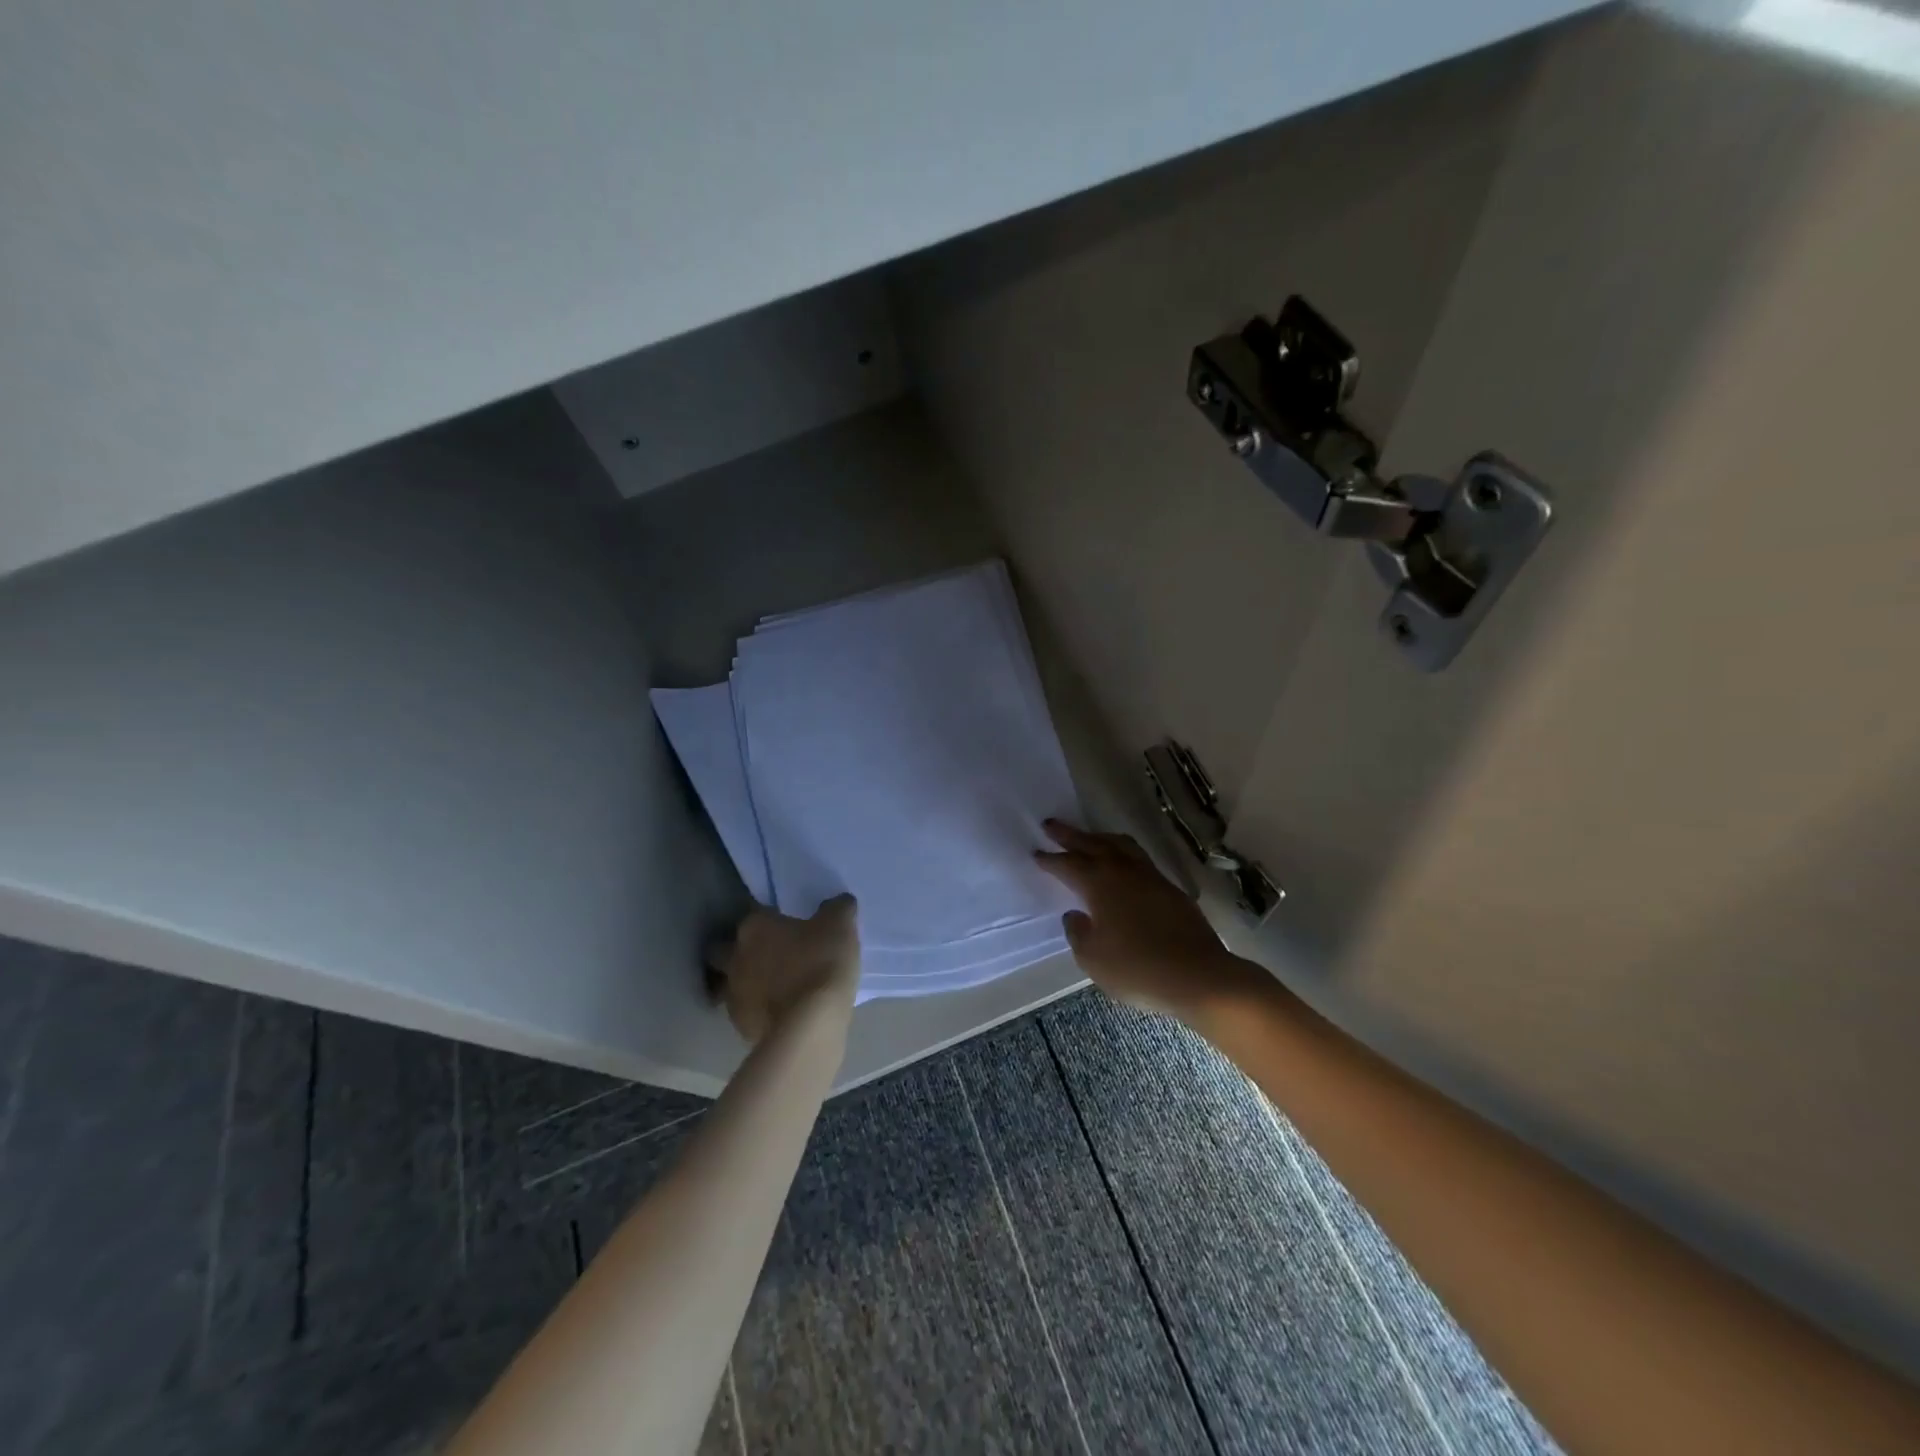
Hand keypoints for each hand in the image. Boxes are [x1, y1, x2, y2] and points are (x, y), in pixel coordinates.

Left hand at [707, 895, 860, 1042]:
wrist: (808, 1027)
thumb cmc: (820, 964)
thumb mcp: (840, 926)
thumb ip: (837, 909)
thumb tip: (839, 902)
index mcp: (754, 926)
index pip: (754, 912)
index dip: (769, 917)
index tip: (785, 924)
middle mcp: (735, 956)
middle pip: (724, 949)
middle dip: (739, 951)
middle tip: (769, 954)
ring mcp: (733, 993)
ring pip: (730, 982)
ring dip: (745, 982)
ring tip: (772, 986)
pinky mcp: (739, 1025)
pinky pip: (745, 1010)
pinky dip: (757, 1009)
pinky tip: (778, 1012)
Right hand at [1034, 820, 1252, 1018]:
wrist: (1199, 976)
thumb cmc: (1138, 968)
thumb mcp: (1093, 958)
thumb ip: (1078, 933)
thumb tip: (1075, 915)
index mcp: (1100, 884)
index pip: (1069, 864)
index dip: (1051, 859)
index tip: (1036, 853)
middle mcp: (1124, 871)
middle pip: (1093, 844)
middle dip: (1070, 835)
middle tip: (1051, 825)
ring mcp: (1151, 877)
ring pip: (1121, 846)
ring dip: (1100, 838)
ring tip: (1088, 838)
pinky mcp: (1170, 889)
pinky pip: (1139, 859)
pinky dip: (1122, 854)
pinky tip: (1122, 865)